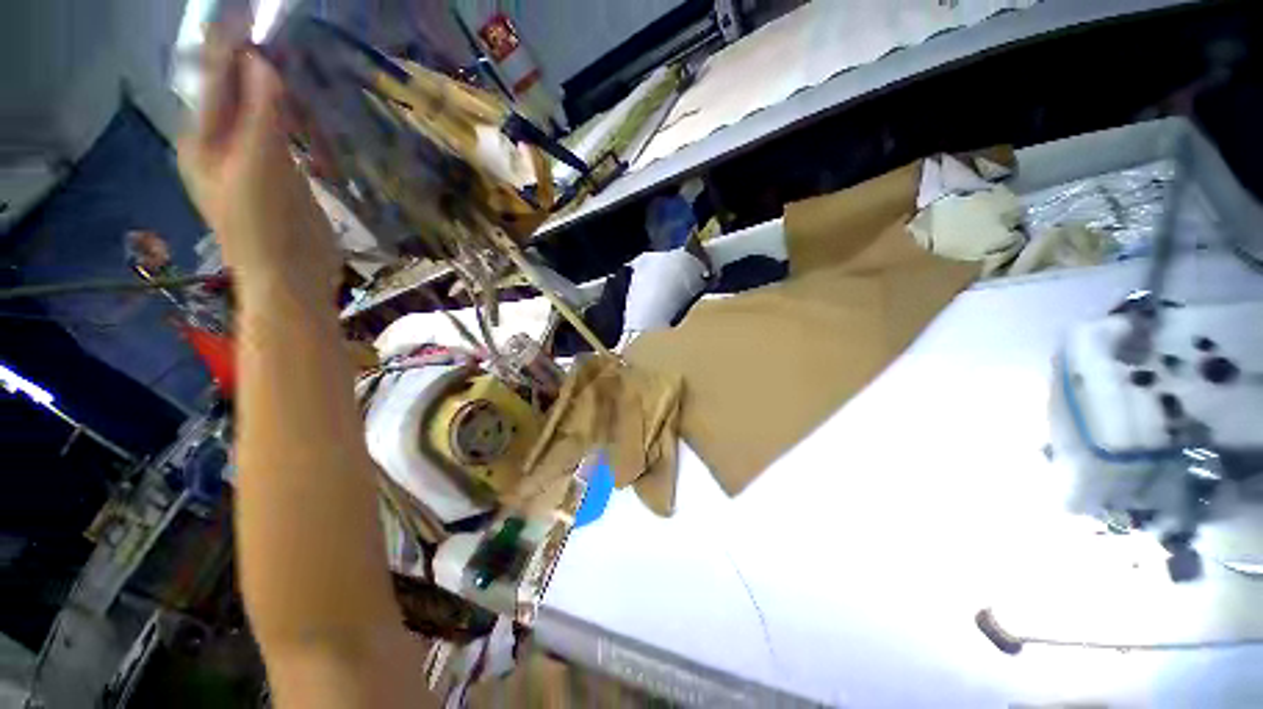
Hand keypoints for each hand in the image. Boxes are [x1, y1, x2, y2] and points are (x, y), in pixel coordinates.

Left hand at [177, 33, 338, 302]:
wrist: (292, 277)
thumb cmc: (264, 225)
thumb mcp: (257, 164)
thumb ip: (258, 111)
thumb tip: (260, 59)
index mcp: (203, 138)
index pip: (216, 78)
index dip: (232, 44)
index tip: (251, 10)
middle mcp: (223, 143)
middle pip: (239, 91)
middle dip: (256, 62)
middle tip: (282, 33)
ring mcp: (254, 160)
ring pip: (264, 112)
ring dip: (278, 89)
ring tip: (297, 61)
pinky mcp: (283, 176)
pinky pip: (285, 134)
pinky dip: (295, 117)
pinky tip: (308, 107)